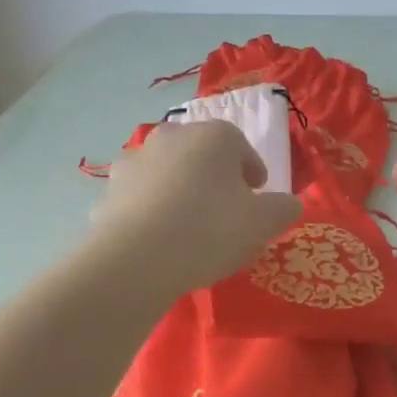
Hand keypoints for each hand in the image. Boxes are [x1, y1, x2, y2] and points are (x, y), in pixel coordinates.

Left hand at [96, 120, 301, 290]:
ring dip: (180, 191)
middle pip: (201, 155)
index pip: (240, 145)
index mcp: (213, 137)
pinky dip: (151, 211)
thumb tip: (289, 203)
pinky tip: (160, 240)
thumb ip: (283, 208)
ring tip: (190, 228)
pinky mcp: (108, 191)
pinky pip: (140, 198)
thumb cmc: (211, 230)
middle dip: (215, 178)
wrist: (136, 259)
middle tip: (226, 212)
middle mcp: (171, 137)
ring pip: (168, 173)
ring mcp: (134, 161)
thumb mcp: (264, 223)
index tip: (257, 196)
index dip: (252, 171)